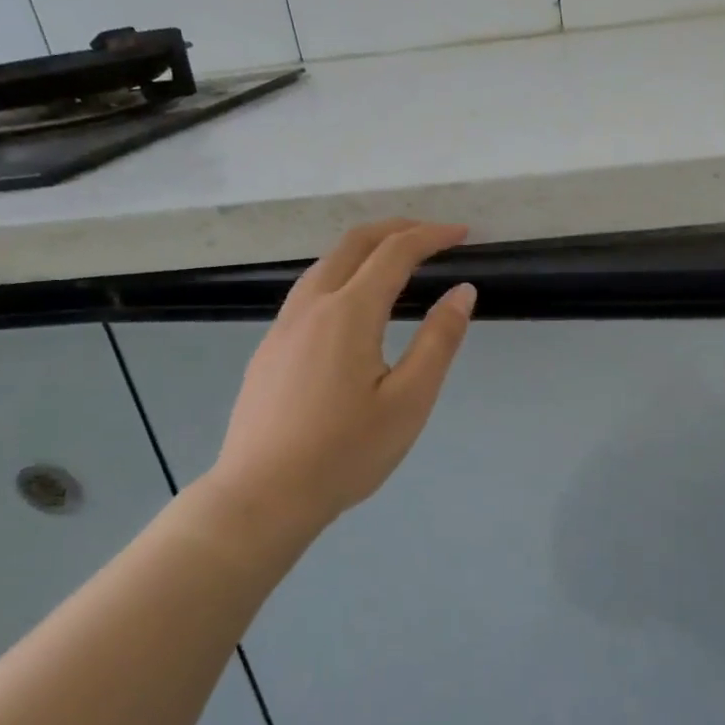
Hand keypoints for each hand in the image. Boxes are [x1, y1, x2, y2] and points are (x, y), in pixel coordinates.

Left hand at [203, 221, 476, 537]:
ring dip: (365, 248)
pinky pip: (310, 289)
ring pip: (325, 264)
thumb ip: (439, 341)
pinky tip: (354, 304)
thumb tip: (462, 292)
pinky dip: (343, 273)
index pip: (395, 253)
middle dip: (397, 228)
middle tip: (433, 235)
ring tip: (398, 260)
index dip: (431, 236)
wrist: (262, 496)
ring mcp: (283, 326)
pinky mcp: (270, 348)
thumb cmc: (345, 452)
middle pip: (353, 243)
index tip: (463, 233)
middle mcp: (311, 306)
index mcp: (348, 312)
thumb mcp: (409, 401)